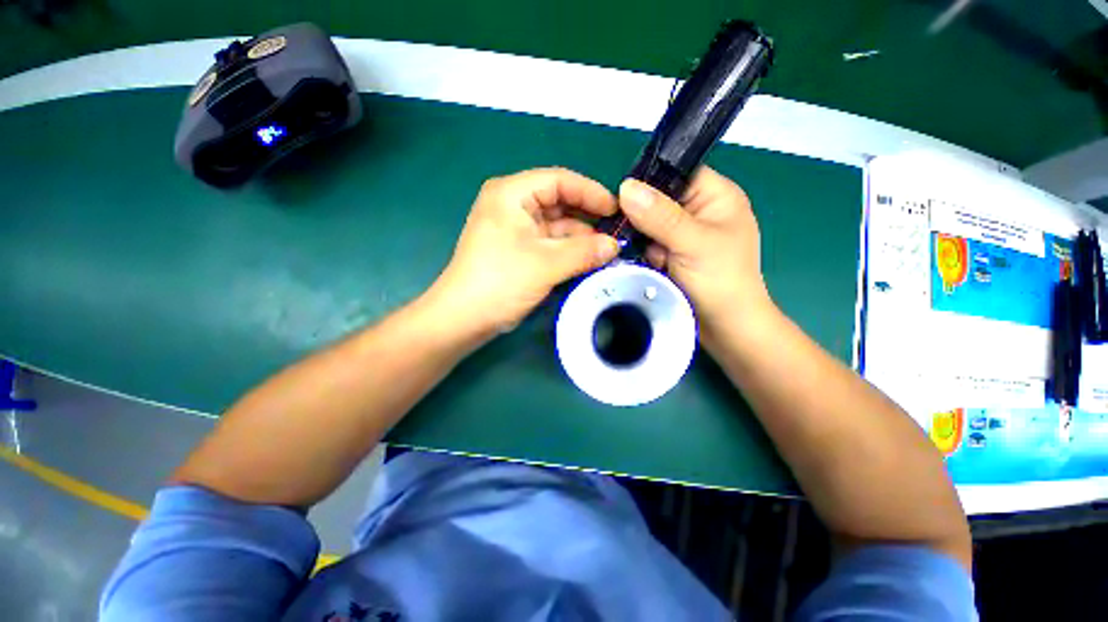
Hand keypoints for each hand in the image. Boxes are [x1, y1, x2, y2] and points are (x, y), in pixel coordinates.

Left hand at [428, 168, 619, 337]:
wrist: (464, 318)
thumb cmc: (500, 282)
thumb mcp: (546, 264)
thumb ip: (585, 251)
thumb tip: (615, 246)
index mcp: (512, 194)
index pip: (559, 180)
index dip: (590, 192)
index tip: (615, 210)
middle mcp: (512, 206)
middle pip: (559, 203)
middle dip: (587, 219)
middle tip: (616, 233)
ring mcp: (515, 230)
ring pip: (556, 226)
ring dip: (580, 239)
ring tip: (608, 251)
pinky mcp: (518, 250)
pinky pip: (549, 244)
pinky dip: (568, 251)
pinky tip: (588, 261)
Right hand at [617, 167, 773, 343]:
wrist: (724, 328)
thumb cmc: (721, 281)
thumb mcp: (693, 243)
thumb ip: (661, 216)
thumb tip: (626, 187)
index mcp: (715, 196)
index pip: (676, 172)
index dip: (649, 181)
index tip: (623, 200)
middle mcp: (698, 211)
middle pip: (657, 200)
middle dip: (643, 220)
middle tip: (641, 240)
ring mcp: (682, 235)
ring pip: (647, 225)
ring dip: (642, 241)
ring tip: (652, 260)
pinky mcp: (671, 254)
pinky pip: (647, 245)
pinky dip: (642, 254)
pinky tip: (649, 266)